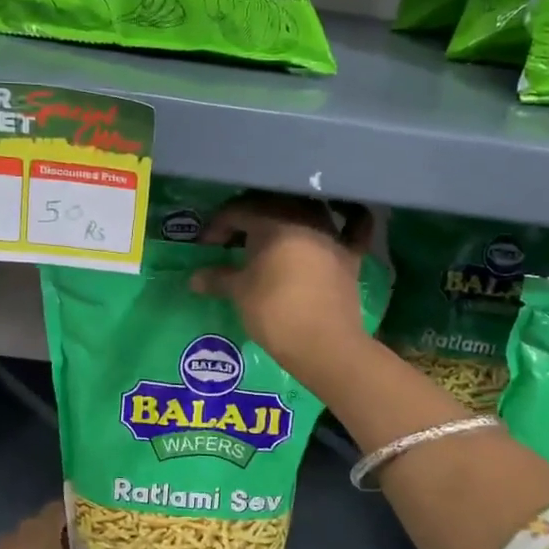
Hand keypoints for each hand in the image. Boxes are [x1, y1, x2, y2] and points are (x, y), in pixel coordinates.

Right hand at [188, 194, 372, 388]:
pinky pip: (354, 227)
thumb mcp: (239, 293)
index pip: (237, 211)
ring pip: (309, 209)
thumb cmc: (274, 312)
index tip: (206, 246)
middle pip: (271, 205)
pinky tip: (344, 216)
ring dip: (288, 216)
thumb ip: (218, 278)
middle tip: (233, 239)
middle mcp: (304, 218)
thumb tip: (194, 278)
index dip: (217, 226)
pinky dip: (349, 218)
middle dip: (249, 218)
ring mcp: (332, 235)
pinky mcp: (351, 256)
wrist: (324, 344)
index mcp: (272, 222)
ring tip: (271, 235)